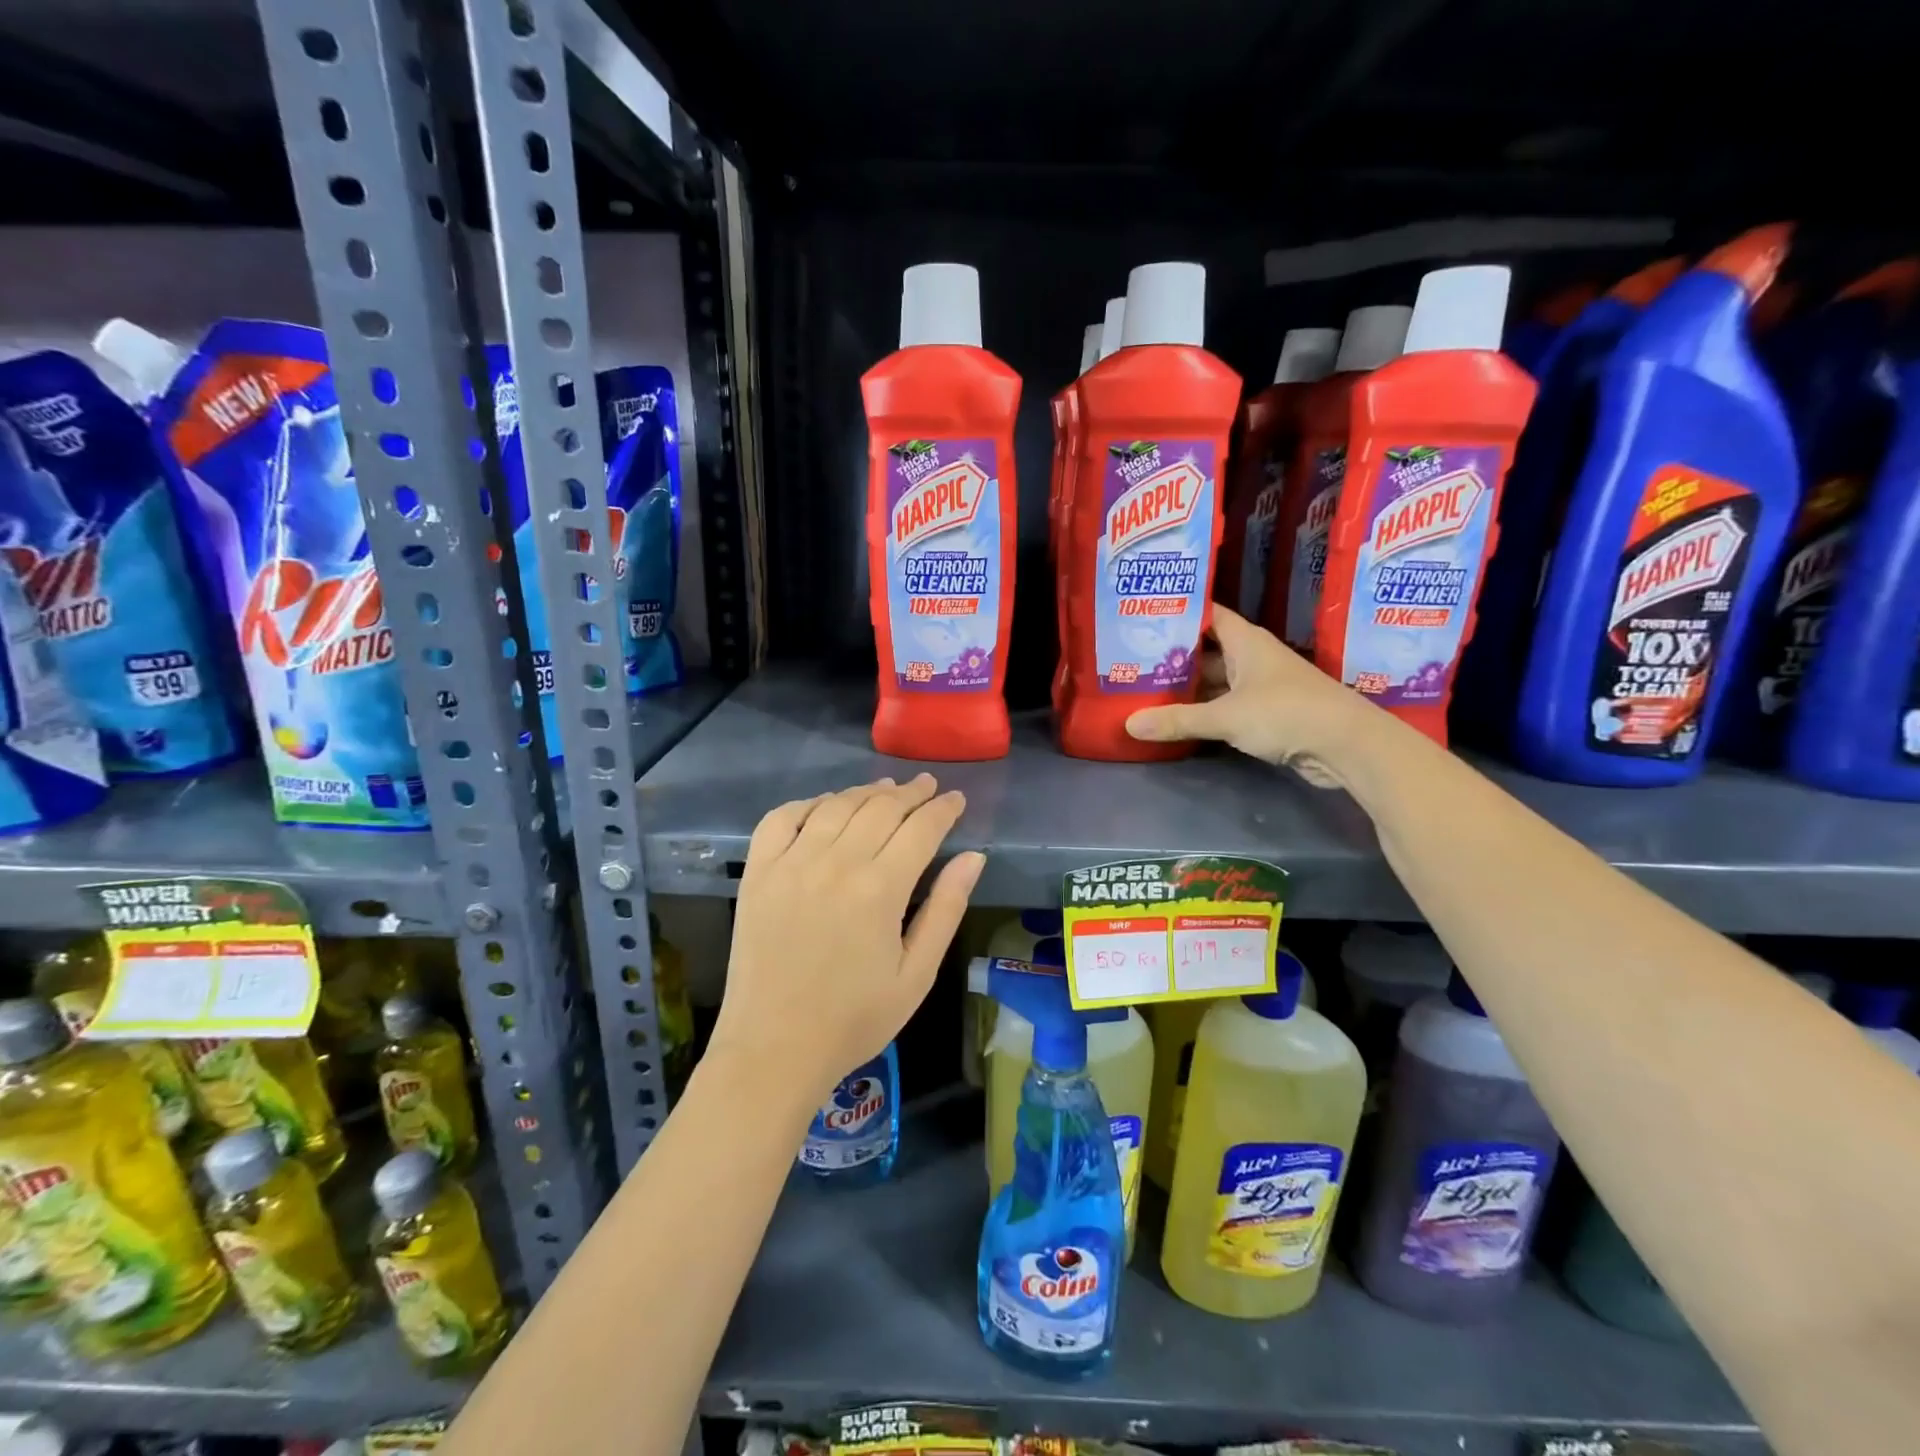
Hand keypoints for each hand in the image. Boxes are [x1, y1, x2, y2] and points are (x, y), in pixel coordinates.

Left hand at [713, 774, 984, 1106]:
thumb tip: (974, 857)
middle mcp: (836, 863)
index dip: (943, 809)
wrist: (773, 1049)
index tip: (956, 799)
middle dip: (911, 793)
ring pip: (837, 806)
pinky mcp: (759, 872)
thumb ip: (946, 909)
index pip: (921, 828)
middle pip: (881, 808)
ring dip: (866, 792)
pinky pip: (782, 818)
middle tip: (927, 787)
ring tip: (886, 789)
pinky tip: (826, 805)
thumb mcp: (917, 974)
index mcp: (880, 889)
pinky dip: (808, 803)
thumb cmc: (854, 1020)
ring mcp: (792, 863)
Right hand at [1124, 605, 1379, 786]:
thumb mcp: (1226, 717)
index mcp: (1246, 642)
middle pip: (1207, 650)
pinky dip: (1205, 710)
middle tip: (1133, 659)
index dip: (1179, 612)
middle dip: (1174, 655)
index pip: (1207, 614)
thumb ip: (1178, 720)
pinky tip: (1178, 718)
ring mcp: (1262, 686)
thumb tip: (1129, 724)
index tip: (1145, 615)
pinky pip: (1226, 705)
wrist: (1347, 744)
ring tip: (1146, 689)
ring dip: (1188, 687)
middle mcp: (1253, 658)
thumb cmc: (1286, 713)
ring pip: (1216, 681)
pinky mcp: (1267, 713)